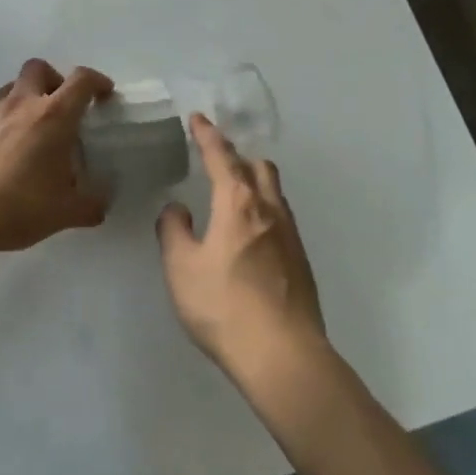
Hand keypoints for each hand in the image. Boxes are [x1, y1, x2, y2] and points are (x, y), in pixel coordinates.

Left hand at [0, 59, 114, 254]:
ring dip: (29, 96)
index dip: (97, 81)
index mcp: (54, 115)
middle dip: (56, 79)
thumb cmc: (21, 205)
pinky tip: (11, 149)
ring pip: (14, 86)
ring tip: (37, 127)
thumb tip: (101, 205)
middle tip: (64, 106)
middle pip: (39, 68)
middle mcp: (23, 104)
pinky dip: (9, 119)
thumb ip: (91, 205)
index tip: (104, 94)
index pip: (81, 80)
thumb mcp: (66, 212)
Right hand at [157, 116, 324, 377]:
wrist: (284, 355)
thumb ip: (174, 231)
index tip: (198, 119)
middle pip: (258, 167)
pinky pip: (280, 218)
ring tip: (234, 193)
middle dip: (238, 156)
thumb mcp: (181, 268)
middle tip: (217, 159)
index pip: (221, 156)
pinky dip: (263, 210)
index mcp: (238, 202)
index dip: (207, 135)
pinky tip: (251, 234)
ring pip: (274, 192)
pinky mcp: (301, 261)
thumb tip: (177, 209)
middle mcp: (268, 209)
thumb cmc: (224, 306)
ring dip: (254, 182)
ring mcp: (291, 236)